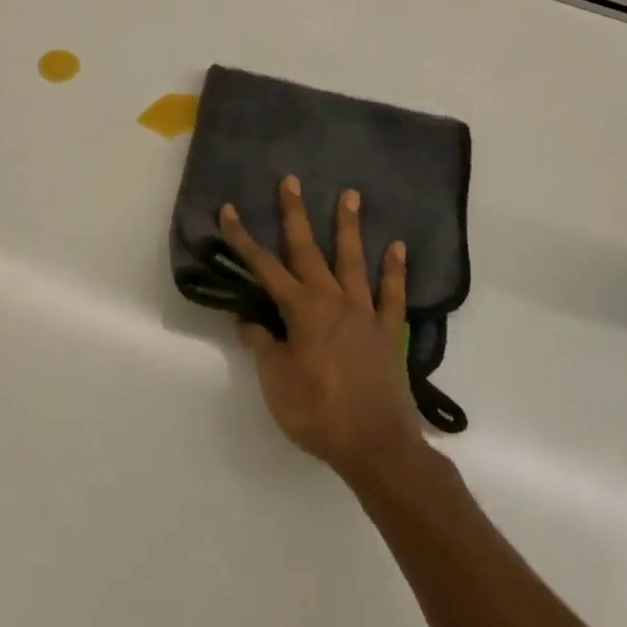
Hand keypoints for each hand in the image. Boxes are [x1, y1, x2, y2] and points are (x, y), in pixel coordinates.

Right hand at [218, 177, 424, 481]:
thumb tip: (248, 319)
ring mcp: (365, 312)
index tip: (228, 210)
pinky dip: (395, 270)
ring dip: (349, 227)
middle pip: (309, 250)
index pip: (264, 267)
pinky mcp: (389, 330)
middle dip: (295, 214)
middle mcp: (332, 300)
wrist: (376, 446)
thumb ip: (262, 344)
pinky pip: (393, 294)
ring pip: (354, 260)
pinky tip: (398, 248)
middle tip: (291, 181)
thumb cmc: (317, 413)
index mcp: (301, 311)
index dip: (242, 239)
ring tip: (351, 195)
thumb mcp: (276, 381)